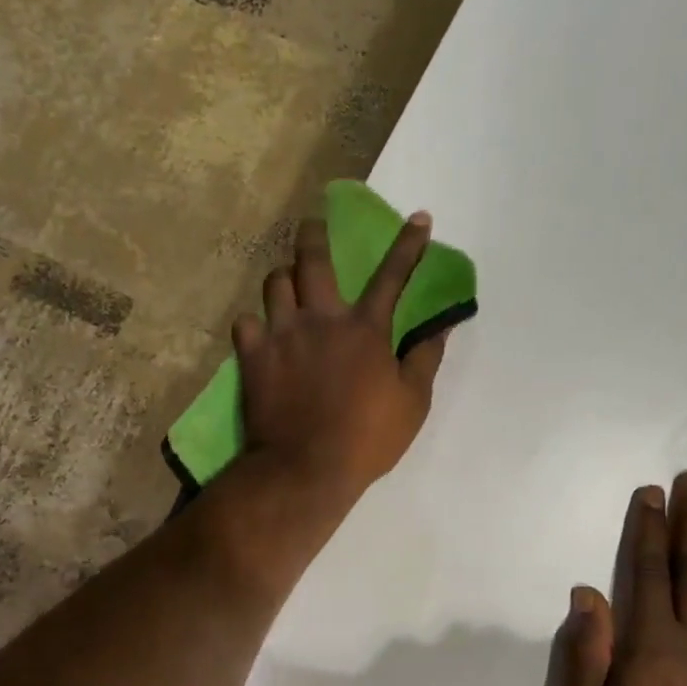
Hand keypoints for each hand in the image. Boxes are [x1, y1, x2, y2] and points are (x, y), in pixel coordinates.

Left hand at [233, 212, 448, 501]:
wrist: (304, 468)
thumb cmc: (366, 439)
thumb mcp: (412, 403)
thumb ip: (425, 358)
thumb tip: (440, 326)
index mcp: (364, 329)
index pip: (392, 276)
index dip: (408, 244)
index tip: (419, 217)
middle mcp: (320, 319)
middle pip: (312, 260)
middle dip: (314, 234)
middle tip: (312, 224)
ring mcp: (281, 335)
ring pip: (274, 283)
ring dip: (283, 277)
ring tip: (287, 283)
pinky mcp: (253, 356)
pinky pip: (245, 322)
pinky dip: (254, 323)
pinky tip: (260, 331)